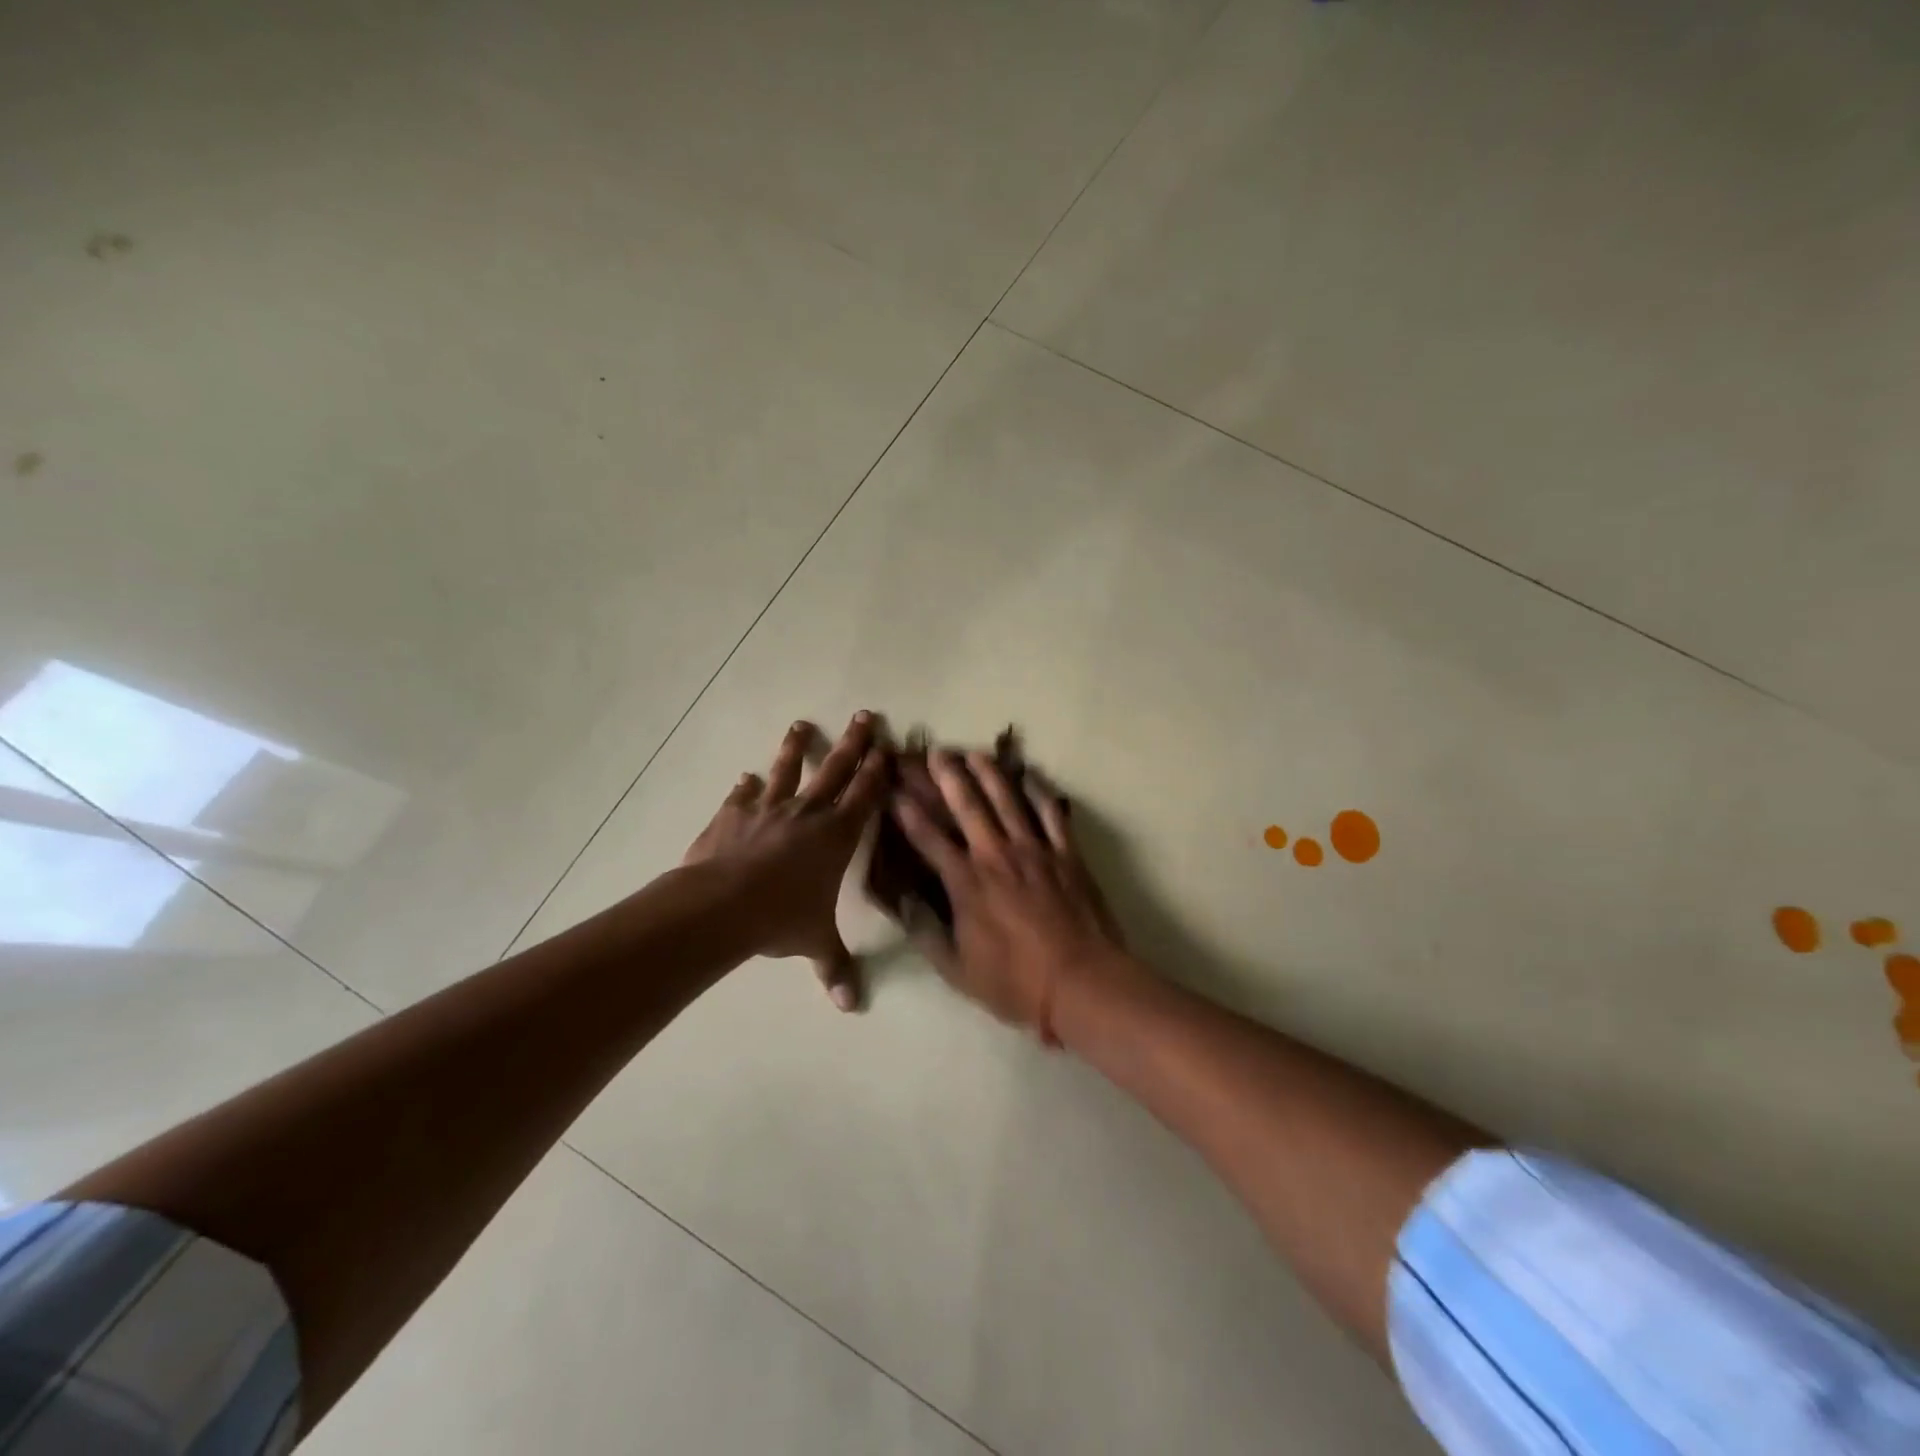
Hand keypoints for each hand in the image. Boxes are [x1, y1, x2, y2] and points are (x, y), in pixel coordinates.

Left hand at [683, 712, 887, 1009]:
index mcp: (836, 836)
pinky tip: (746, 777)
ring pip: (787, 770)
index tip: (888, 747)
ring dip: (796, 747)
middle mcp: (807, 814)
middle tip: (864, 715)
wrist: (721, 905)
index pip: (865, 795)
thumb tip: (851, 1007)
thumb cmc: (780, 918)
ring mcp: (768, 810)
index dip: (878, 771)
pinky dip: (746, 787)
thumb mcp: (815, 943)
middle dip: (853, 742)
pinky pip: (744, 796)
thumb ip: (835, 968)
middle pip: (836, 769)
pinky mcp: (732, 815)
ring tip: (801, 725)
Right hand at [890, 748, 1131, 1044]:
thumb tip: (904, 902)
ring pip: (1008, 800)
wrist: (1081, 982)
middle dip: (949, 776)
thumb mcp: (957, 970)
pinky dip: (1039, 792)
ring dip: (989, 774)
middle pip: (968, 806)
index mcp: (966, 882)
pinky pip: (1051, 814)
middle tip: (936, 753)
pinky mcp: (1066, 854)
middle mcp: (996, 855)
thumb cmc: (1015, 982)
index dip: (908, 812)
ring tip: (975, 753)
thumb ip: (927, 932)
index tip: (894, 790)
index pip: (928, 838)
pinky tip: (1030, 776)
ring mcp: (1035, 850)